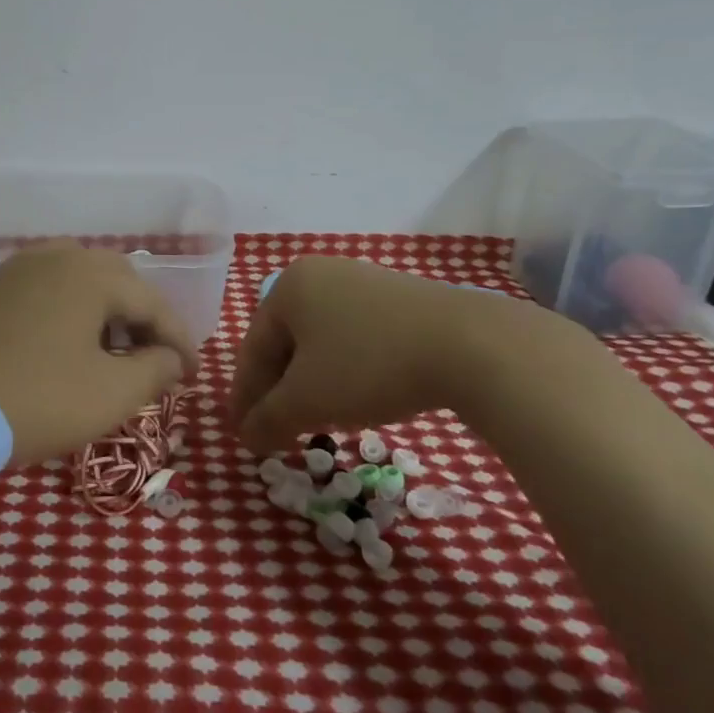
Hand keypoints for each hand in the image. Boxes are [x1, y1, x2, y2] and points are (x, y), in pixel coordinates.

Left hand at [0, 244, 198, 467]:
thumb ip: (154, 371)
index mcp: (89, 275)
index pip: (151, 302)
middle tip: (151, 357)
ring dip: (100, 312)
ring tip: (106, 349)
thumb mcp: (109, 394)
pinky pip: (38, 293)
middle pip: (113, 281)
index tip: (192, 373)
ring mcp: (11, 271)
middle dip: (139, 319)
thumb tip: (173, 359)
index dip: (178, 339)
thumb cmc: (37, 399)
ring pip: (73, 282)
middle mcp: (52, 259)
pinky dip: (62, 313)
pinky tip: (57, 345)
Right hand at [228, 255, 573, 454]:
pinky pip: (355, 337)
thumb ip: (267, 419)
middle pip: (285, 343)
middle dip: (279, 391)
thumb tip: (245, 437)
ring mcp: (362, 282)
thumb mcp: (308, 399)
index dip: (245, 397)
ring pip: (320, 342)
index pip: (253, 348)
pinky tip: (356, 396)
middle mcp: (319, 274)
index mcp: (288, 287)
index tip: (243, 435)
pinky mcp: (400, 299)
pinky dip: (345, 370)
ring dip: (311, 384)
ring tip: (315, 419)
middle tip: (277, 432)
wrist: (470, 346)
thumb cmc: (369, 365)